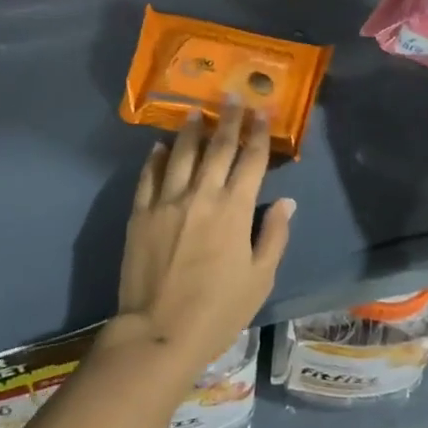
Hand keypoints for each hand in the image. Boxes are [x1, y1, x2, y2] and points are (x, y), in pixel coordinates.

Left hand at [111, 101, 294, 369]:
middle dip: (228, 119)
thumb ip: (274, 236)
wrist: (159, 332)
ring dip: (190, 130)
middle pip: (218, 147)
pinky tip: (160, 147)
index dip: (258, 134)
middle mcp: (201, 194)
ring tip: (195, 110)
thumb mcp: (259, 279)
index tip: (261, 111)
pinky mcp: (140, 212)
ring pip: (181, 153)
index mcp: (234, 209)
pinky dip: (156, 158)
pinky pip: (149, 176)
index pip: (251, 160)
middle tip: (231, 95)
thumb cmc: (217, 311)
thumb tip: (287, 201)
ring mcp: (167, 201)